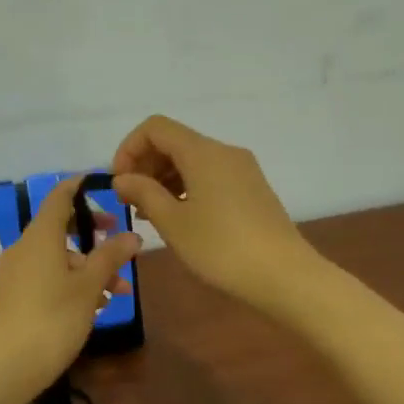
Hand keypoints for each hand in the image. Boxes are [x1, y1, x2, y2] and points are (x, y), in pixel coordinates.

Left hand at [0, 176, 141, 394]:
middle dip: (95, 238)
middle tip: (122, 246)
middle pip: (62, 230)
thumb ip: (111, 257)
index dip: (82, 188)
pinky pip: (47, 277)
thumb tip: (132, 235)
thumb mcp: (89, 286)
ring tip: (119, 292)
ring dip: (89, 268)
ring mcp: (16, 273)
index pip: (60, 197)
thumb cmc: (53, 318)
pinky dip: (71, 283)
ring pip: (58, 258)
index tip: (106, 188)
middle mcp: (24, 248)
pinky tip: (94, 306)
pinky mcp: (13, 297)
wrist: (7, 367)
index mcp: (40, 236)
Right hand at [110, 115, 313, 311]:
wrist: (283, 275)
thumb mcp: (173, 222)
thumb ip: (143, 193)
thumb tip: (122, 178)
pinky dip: (187, 189)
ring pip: (192, 161)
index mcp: (203, 152)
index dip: (129, 149)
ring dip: (164, 180)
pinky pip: (210, 176)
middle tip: (132, 204)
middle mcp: (224, 152)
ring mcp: (242, 170)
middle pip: (174, 142)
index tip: (120, 184)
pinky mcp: (252, 189)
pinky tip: (180, 219)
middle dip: (146, 166)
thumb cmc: (221, 248)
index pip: (155, 128)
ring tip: (151, 216)